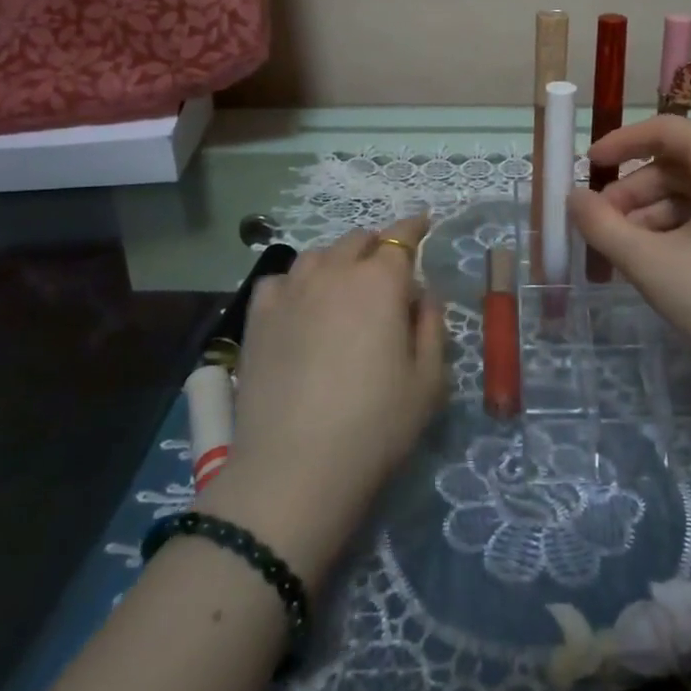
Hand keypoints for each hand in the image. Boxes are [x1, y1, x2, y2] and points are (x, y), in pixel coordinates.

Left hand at [201, 215, 445, 580]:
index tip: (423, 221)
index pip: (401, 238)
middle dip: (377, 245)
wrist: (294, 468)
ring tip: (344, 283)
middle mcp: (334, 273)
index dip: (414, 227)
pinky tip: (301, 302)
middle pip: (358, 240)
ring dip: (338, 260)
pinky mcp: (258, 317)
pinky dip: (297, 281)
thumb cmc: (375, 426)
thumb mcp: (428, 381)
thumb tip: (422, 295)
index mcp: (380, 283)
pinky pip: (281, 280)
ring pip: (318, 254)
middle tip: (387, 268)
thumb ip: (432, 327)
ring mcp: (291, 291)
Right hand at [566, 117, 690, 387]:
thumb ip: (602, 225)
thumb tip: (573, 198)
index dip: (620, 143)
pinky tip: (658, 260)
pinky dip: (680, 226)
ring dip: (653, 212)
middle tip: (601, 223)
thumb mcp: (650, 263)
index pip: (664, 130)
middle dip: (634, 190)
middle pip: (678, 163)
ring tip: (624, 249)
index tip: (588, 164)